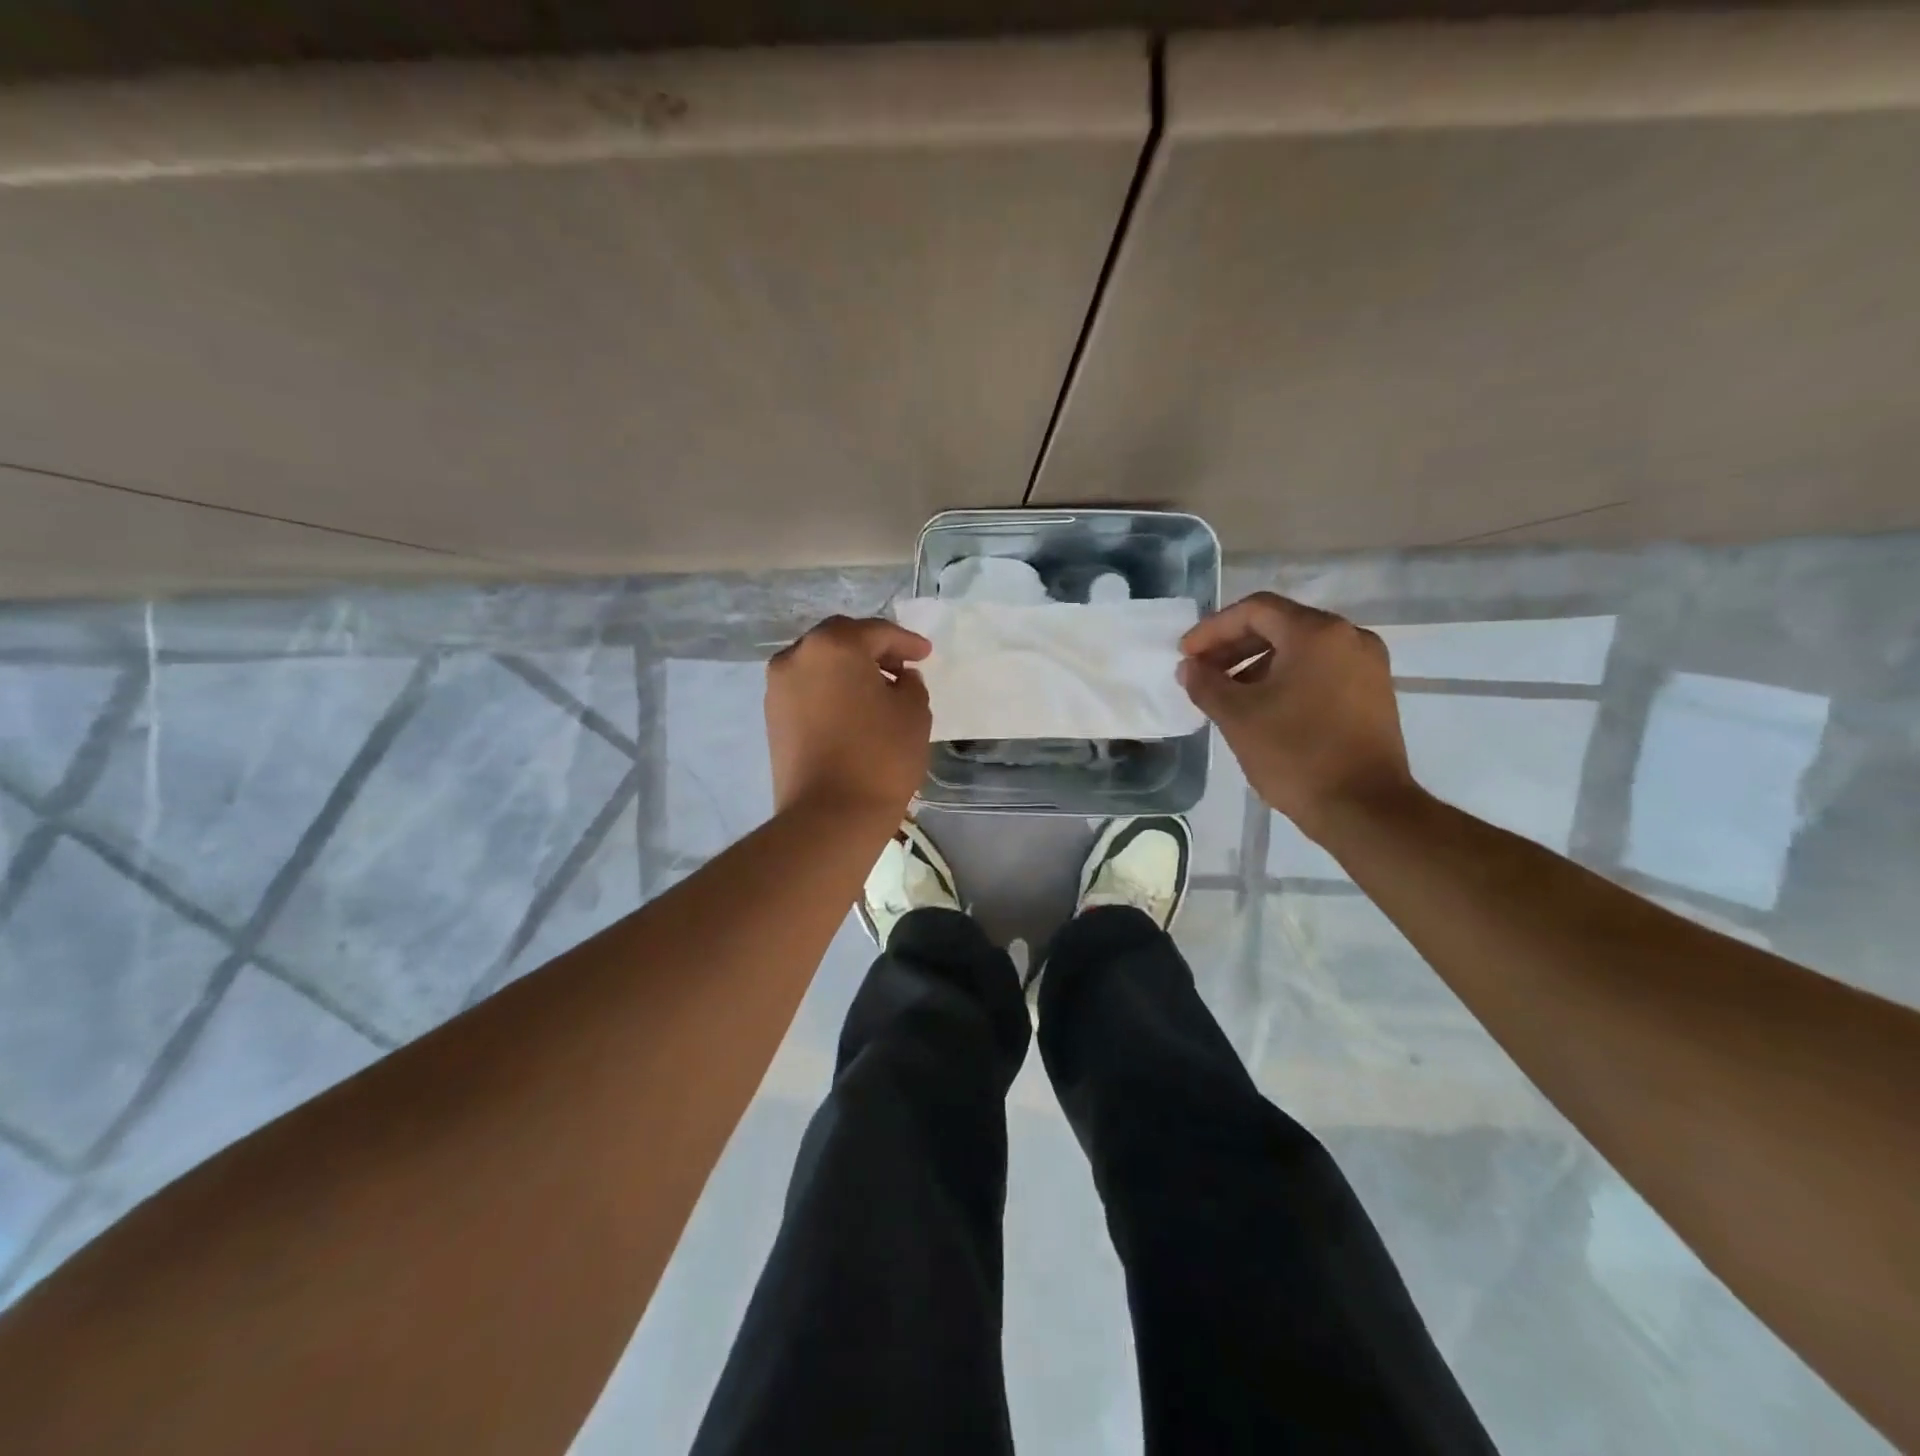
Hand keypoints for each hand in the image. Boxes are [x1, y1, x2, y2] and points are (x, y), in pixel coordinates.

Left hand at [765, 615, 932, 822]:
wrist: (829, 815)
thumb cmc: (880, 756)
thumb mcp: (914, 713)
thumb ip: (911, 684)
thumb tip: (899, 679)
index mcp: (834, 645)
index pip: (876, 632)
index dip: (906, 642)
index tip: (926, 655)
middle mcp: (797, 656)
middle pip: (840, 640)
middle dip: (873, 650)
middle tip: (902, 666)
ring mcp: (778, 687)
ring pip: (820, 664)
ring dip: (849, 670)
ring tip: (878, 690)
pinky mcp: (772, 717)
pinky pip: (807, 689)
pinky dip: (831, 690)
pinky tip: (854, 709)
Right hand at [1179, 593, 1416, 842]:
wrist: (1364, 809)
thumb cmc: (1296, 754)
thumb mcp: (1238, 717)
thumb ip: (1206, 684)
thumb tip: (1189, 668)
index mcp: (1317, 633)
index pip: (1255, 610)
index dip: (1212, 629)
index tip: (1186, 655)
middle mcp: (1349, 637)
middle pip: (1279, 625)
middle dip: (1233, 646)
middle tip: (1201, 672)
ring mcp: (1367, 665)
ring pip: (1300, 649)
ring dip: (1256, 664)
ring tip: (1226, 694)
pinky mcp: (1373, 693)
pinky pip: (1320, 670)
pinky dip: (1285, 678)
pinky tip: (1262, 707)